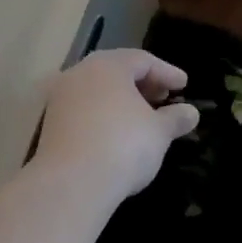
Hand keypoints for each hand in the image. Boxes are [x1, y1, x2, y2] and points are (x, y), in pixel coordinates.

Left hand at [33, 49, 200, 197]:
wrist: (72, 182)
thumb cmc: (123, 145)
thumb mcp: (158, 132)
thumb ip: (175, 118)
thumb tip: (191, 113)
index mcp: (108, 65)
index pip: (143, 60)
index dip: (167, 72)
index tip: (184, 86)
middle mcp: (80, 73)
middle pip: (116, 70)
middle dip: (143, 83)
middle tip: (164, 97)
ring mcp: (61, 97)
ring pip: (97, 89)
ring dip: (122, 99)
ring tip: (143, 116)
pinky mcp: (51, 122)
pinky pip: (84, 109)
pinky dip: (104, 113)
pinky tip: (117, 132)